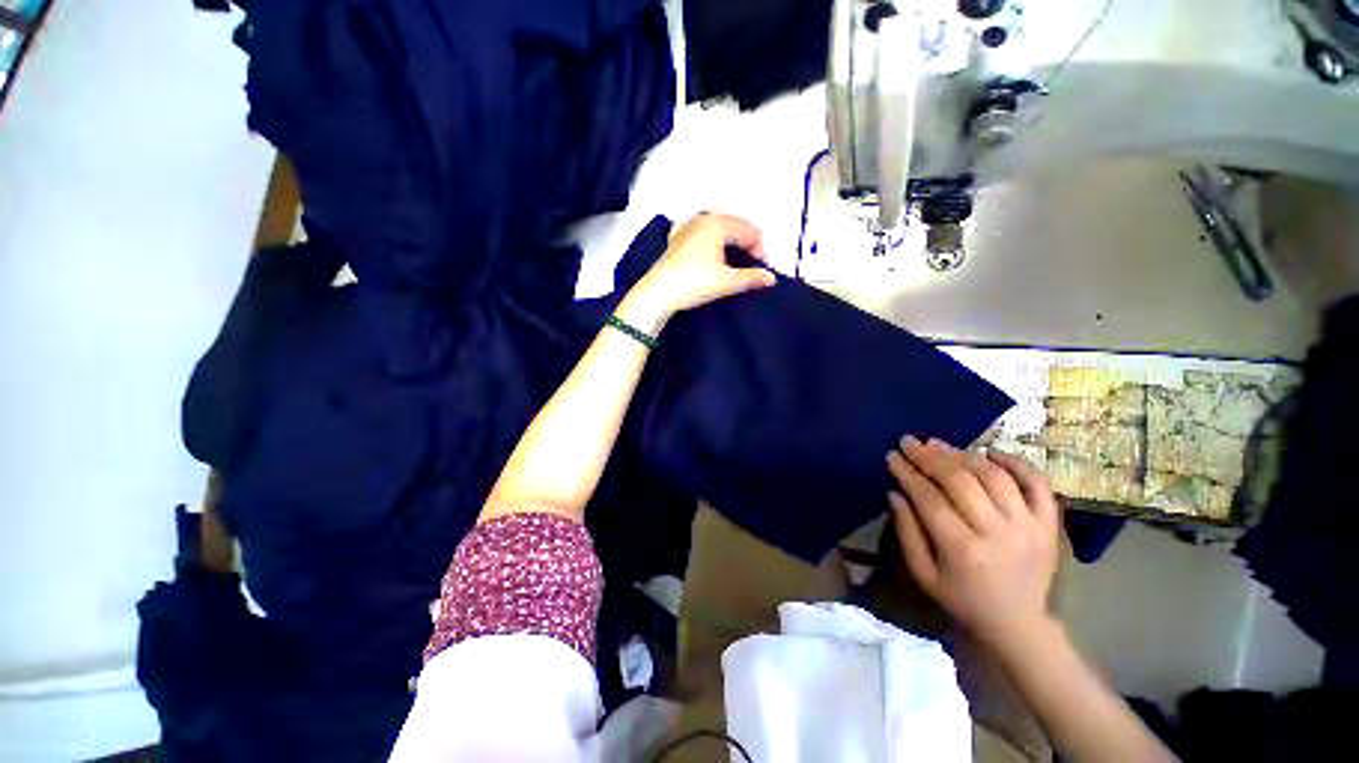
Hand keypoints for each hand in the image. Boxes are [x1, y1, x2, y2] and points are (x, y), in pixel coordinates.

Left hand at [625, 212, 776, 327]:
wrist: (658, 292)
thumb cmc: (694, 283)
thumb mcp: (726, 282)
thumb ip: (751, 278)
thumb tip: (771, 278)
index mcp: (719, 223)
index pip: (750, 231)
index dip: (761, 250)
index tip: (762, 270)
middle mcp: (703, 218)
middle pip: (735, 225)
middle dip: (747, 242)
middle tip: (752, 264)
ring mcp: (687, 226)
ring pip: (717, 226)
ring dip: (730, 239)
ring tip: (734, 258)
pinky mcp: (676, 238)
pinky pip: (700, 230)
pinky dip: (710, 237)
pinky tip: (709, 248)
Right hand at [886, 437, 1060, 648]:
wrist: (1019, 624)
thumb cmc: (963, 599)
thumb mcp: (923, 574)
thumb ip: (907, 531)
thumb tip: (895, 492)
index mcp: (962, 549)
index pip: (929, 497)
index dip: (907, 473)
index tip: (892, 455)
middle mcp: (997, 532)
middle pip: (960, 481)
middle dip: (930, 457)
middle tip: (910, 442)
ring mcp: (1028, 527)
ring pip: (995, 476)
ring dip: (963, 455)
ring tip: (940, 445)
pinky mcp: (1048, 525)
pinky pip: (1037, 484)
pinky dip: (1016, 463)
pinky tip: (991, 452)